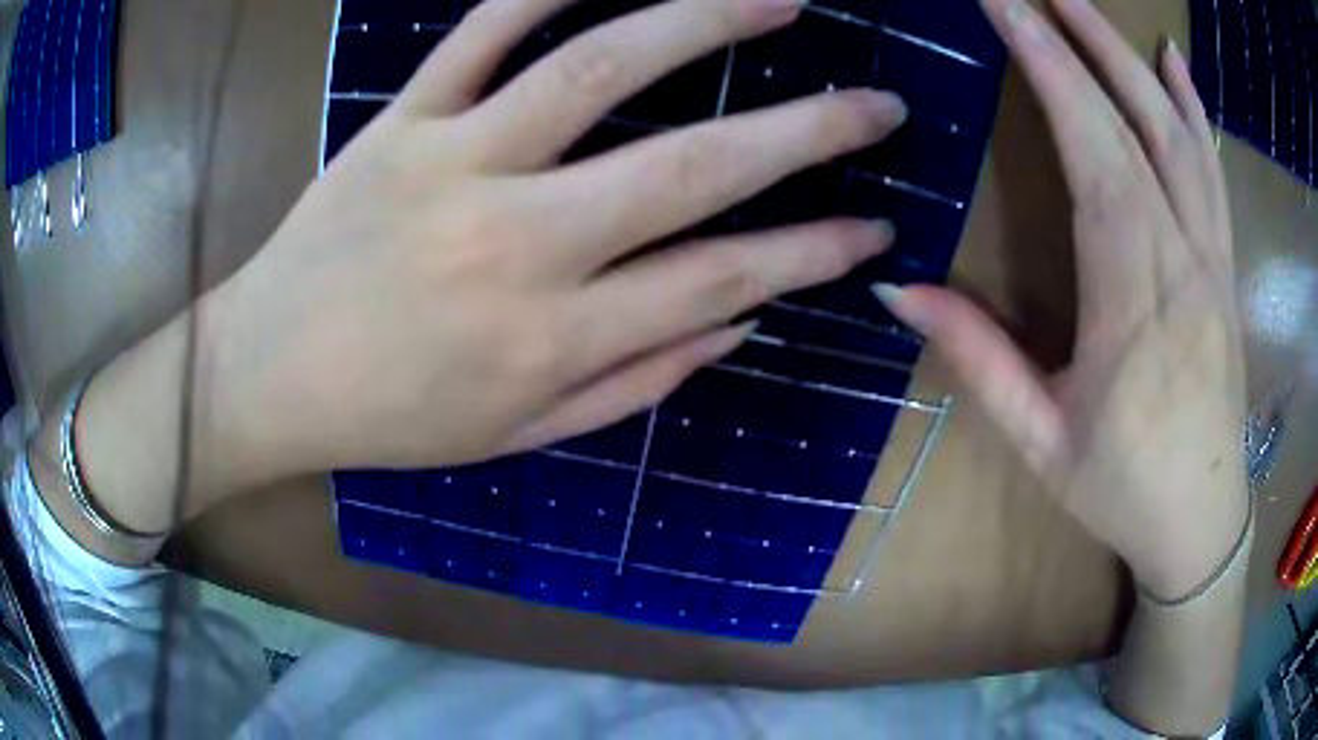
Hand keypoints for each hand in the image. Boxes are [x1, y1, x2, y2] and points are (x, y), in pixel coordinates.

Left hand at [205, 0, 906, 480]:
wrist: (271, 374)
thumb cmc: (392, 417)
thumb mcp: (521, 434)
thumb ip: (638, 381)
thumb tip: (739, 322)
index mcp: (554, 337)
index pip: (725, 279)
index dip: (815, 252)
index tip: (878, 228)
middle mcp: (519, 241)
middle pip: (695, 166)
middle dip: (809, 130)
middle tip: (878, 104)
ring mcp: (455, 163)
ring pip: (600, 66)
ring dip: (706, 19)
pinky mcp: (401, 121)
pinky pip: (481, 29)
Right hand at [876, 0, 1247, 600]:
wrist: (1202, 522)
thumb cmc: (1123, 490)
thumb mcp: (1042, 443)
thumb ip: (980, 361)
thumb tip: (899, 290)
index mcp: (1133, 307)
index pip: (1096, 160)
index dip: (1052, 75)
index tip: (1005, 10)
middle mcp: (1181, 264)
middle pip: (1136, 129)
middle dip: (1082, 44)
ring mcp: (1210, 259)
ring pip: (1178, 136)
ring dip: (1130, 60)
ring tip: (1085, 4)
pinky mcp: (1223, 265)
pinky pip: (1211, 170)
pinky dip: (1193, 107)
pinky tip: (1174, 63)